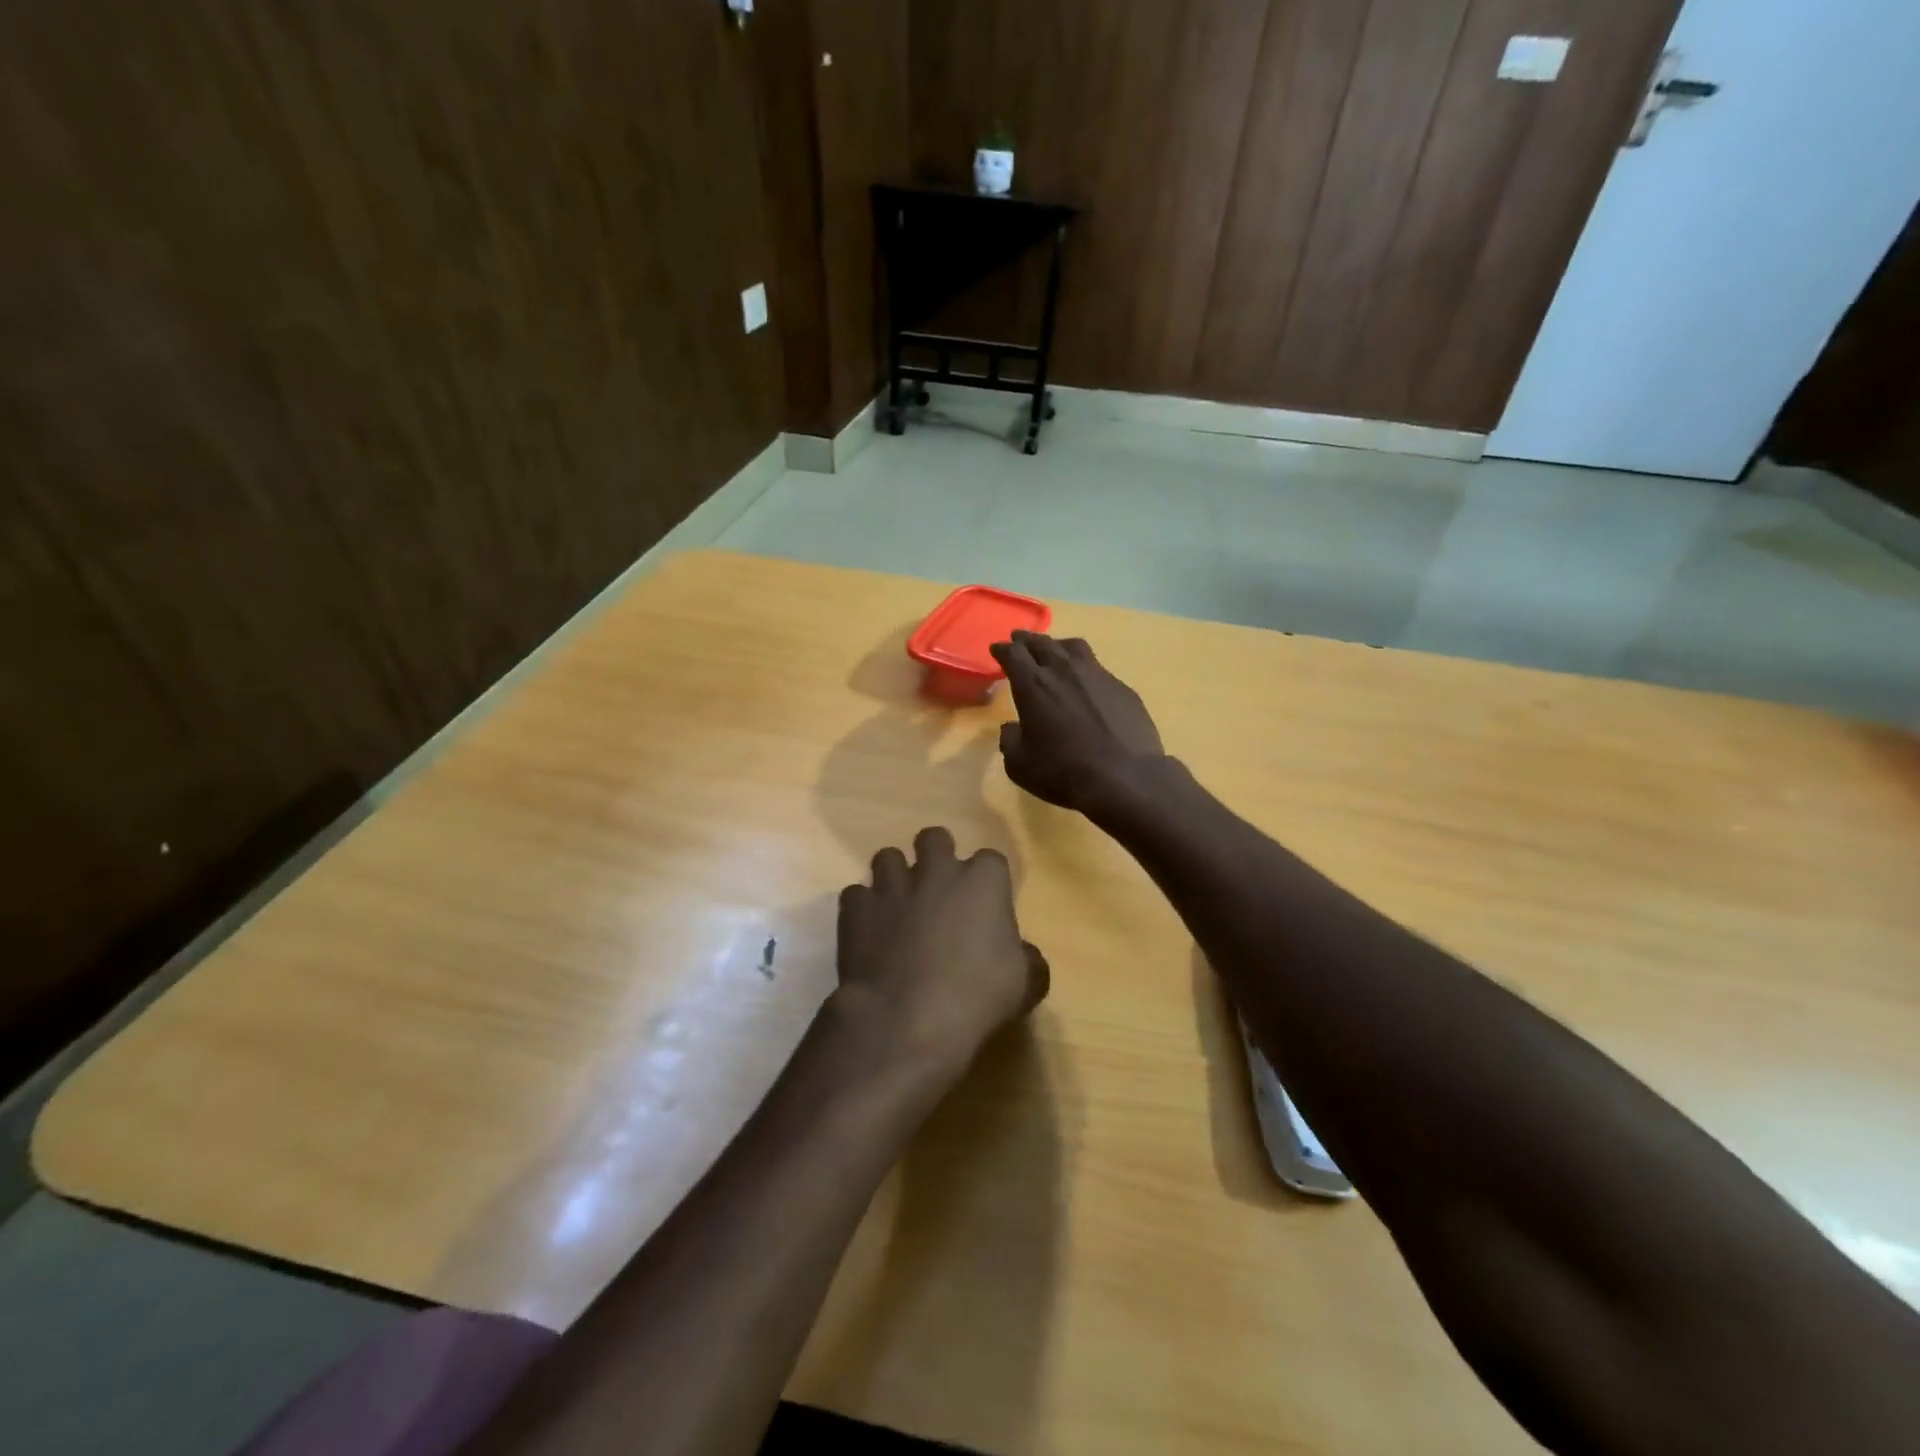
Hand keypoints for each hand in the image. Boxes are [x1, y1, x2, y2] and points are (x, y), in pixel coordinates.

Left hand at [834, 827, 1048, 1074]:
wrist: (906, 1019)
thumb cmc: (977, 998)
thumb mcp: (1025, 985)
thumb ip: (1028, 961)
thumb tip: (1024, 955)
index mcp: (983, 880)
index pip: (991, 860)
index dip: (988, 882)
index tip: (986, 907)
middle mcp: (936, 871)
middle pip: (934, 838)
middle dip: (936, 856)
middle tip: (938, 891)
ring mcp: (892, 885)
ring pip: (888, 857)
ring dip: (894, 877)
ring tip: (898, 906)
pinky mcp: (856, 907)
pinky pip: (856, 894)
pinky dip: (862, 909)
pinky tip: (869, 932)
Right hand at [990, 631, 1164, 813]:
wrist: (1124, 777)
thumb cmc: (1063, 772)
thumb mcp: (1020, 765)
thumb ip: (1010, 741)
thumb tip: (1012, 728)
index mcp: (1034, 685)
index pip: (1013, 654)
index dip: (1003, 649)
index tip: (997, 649)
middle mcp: (1064, 670)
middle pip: (1041, 643)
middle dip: (1026, 640)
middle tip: (1019, 640)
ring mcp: (1097, 675)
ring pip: (1073, 647)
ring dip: (1057, 646)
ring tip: (1054, 650)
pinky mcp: (1121, 687)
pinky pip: (1097, 668)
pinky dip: (1084, 669)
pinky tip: (1086, 682)